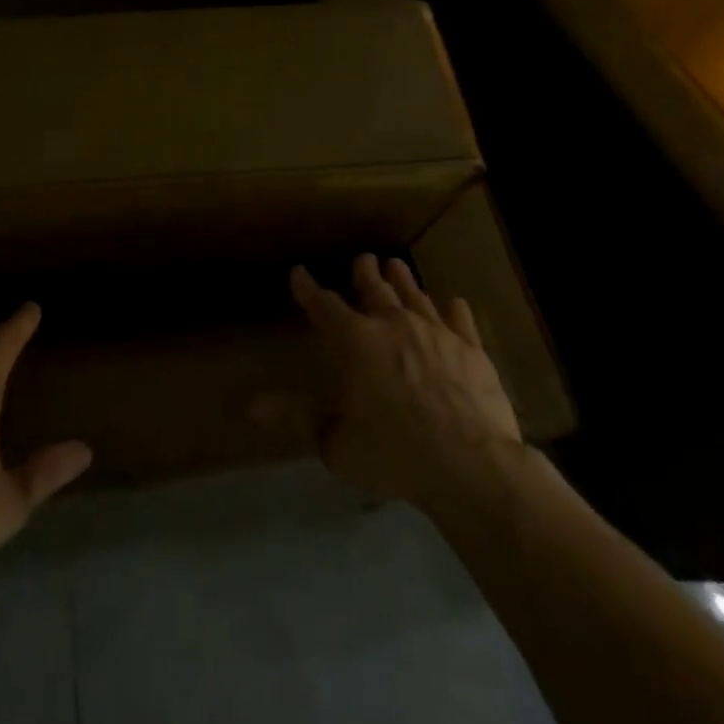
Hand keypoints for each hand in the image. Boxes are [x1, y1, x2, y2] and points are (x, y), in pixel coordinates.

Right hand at [290, 255, 524, 512]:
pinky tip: (452, 302)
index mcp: (354, 342)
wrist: (471, 465)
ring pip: (414, 294)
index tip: (299, 272)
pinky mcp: (470, 348)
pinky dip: (452, 308)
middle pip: (374, 288)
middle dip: (364, 271)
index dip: (308, 288)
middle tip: (362, 258)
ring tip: (396, 265)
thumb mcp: (335, 443)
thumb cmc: (394, 454)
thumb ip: (298, 416)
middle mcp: (392, 324)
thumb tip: (252, 406)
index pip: (324, 305)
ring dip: (402, 279)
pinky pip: (459, 318)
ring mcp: (435, 332)